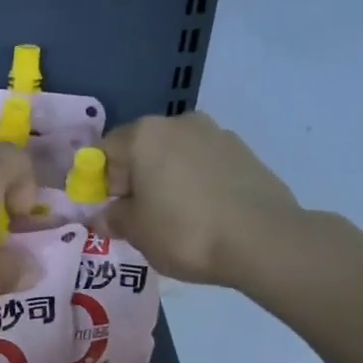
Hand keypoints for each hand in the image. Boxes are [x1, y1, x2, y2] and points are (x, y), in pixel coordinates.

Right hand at [100, 112, 304, 286]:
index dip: (99, 182)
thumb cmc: (184, 232)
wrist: (263, 240)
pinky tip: (203, 214)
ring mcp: (217, 134)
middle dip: (134, 179)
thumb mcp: (136, 232)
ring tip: (174, 217)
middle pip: (142, 149)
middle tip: (138, 216)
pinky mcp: (245, 152)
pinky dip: (196, 183)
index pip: (104, 151)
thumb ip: (114, 218)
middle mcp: (179, 123)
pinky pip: (205, 165)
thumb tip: (104, 216)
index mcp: (144, 135)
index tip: (108, 210)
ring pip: (176, 156)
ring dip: (166, 179)